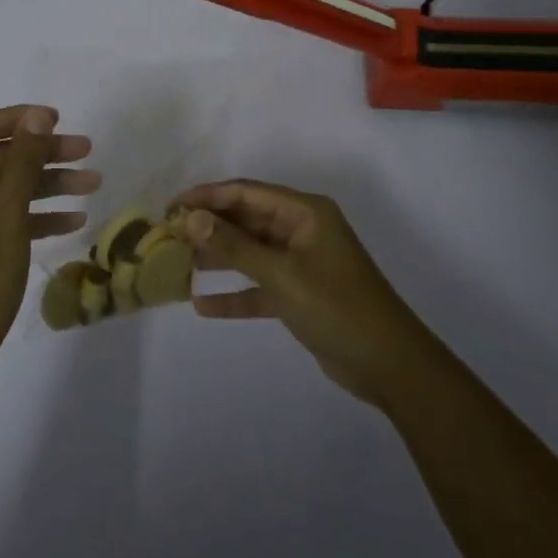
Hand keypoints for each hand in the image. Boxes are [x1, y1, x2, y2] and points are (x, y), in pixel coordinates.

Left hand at [0, 105, 98, 386]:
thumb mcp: (4, 217)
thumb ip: (23, 163)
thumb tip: (39, 117)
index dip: (21, 119)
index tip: (60, 119)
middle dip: (43, 155)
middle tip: (87, 150)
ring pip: (6, 188)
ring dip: (48, 184)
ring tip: (93, 182)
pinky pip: (5, 217)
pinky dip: (36, 215)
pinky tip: (75, 219)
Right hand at [170, 180, 438, 408]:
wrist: (389, 365)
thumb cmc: (337, 308)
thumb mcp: (282, 275)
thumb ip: (235, 247)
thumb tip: (192, 218)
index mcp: (304, 212)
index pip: (246, 192)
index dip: (207, 196)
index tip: (171, 207)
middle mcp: (301, 230)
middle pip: (246, 220)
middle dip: (209, 227)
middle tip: (168, 237)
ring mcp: (301, 263)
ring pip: (250, 252)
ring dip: (218, 258)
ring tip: (178, 264)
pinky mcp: (299, 294)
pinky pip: (259, 287)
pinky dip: (235, 293)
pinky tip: (202, 304)